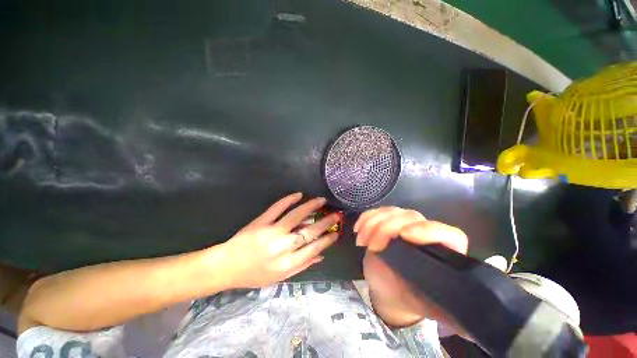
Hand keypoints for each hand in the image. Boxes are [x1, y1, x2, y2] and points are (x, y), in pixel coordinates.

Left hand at [219, 193, 340, 288]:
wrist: (226, 266)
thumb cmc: (254, 275)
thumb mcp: (280, 278)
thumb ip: (302, 266)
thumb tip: (321, 256)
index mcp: (288, 263)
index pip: (314, 248)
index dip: (328, 239)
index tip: (336, 232)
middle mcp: (283, 246)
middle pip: (310, 231)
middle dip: (326, 222)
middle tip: (336, 214)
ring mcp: (272, 231)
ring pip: (296, 216)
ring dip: (311, 206)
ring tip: (322, 200)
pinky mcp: (261, 221)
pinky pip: (277, 207)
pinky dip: (289, 199)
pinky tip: (299, 194)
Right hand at [355, 207, 467, 327]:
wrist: (390, 288)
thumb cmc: (412, 298)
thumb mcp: (433, 309)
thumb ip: (460, 318)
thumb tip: (487, 323)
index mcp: (444, 252)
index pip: (447, 233)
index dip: (428, 230)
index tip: (404, 237)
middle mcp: (425, 232)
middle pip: (410, 217)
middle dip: (387, 229)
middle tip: (372, 247)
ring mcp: (404, 223)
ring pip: (391, 211)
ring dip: (372, 223)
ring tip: (362, 241)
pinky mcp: (387, 220)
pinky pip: (376, 211)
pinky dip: (365, 218)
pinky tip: (358, 229)